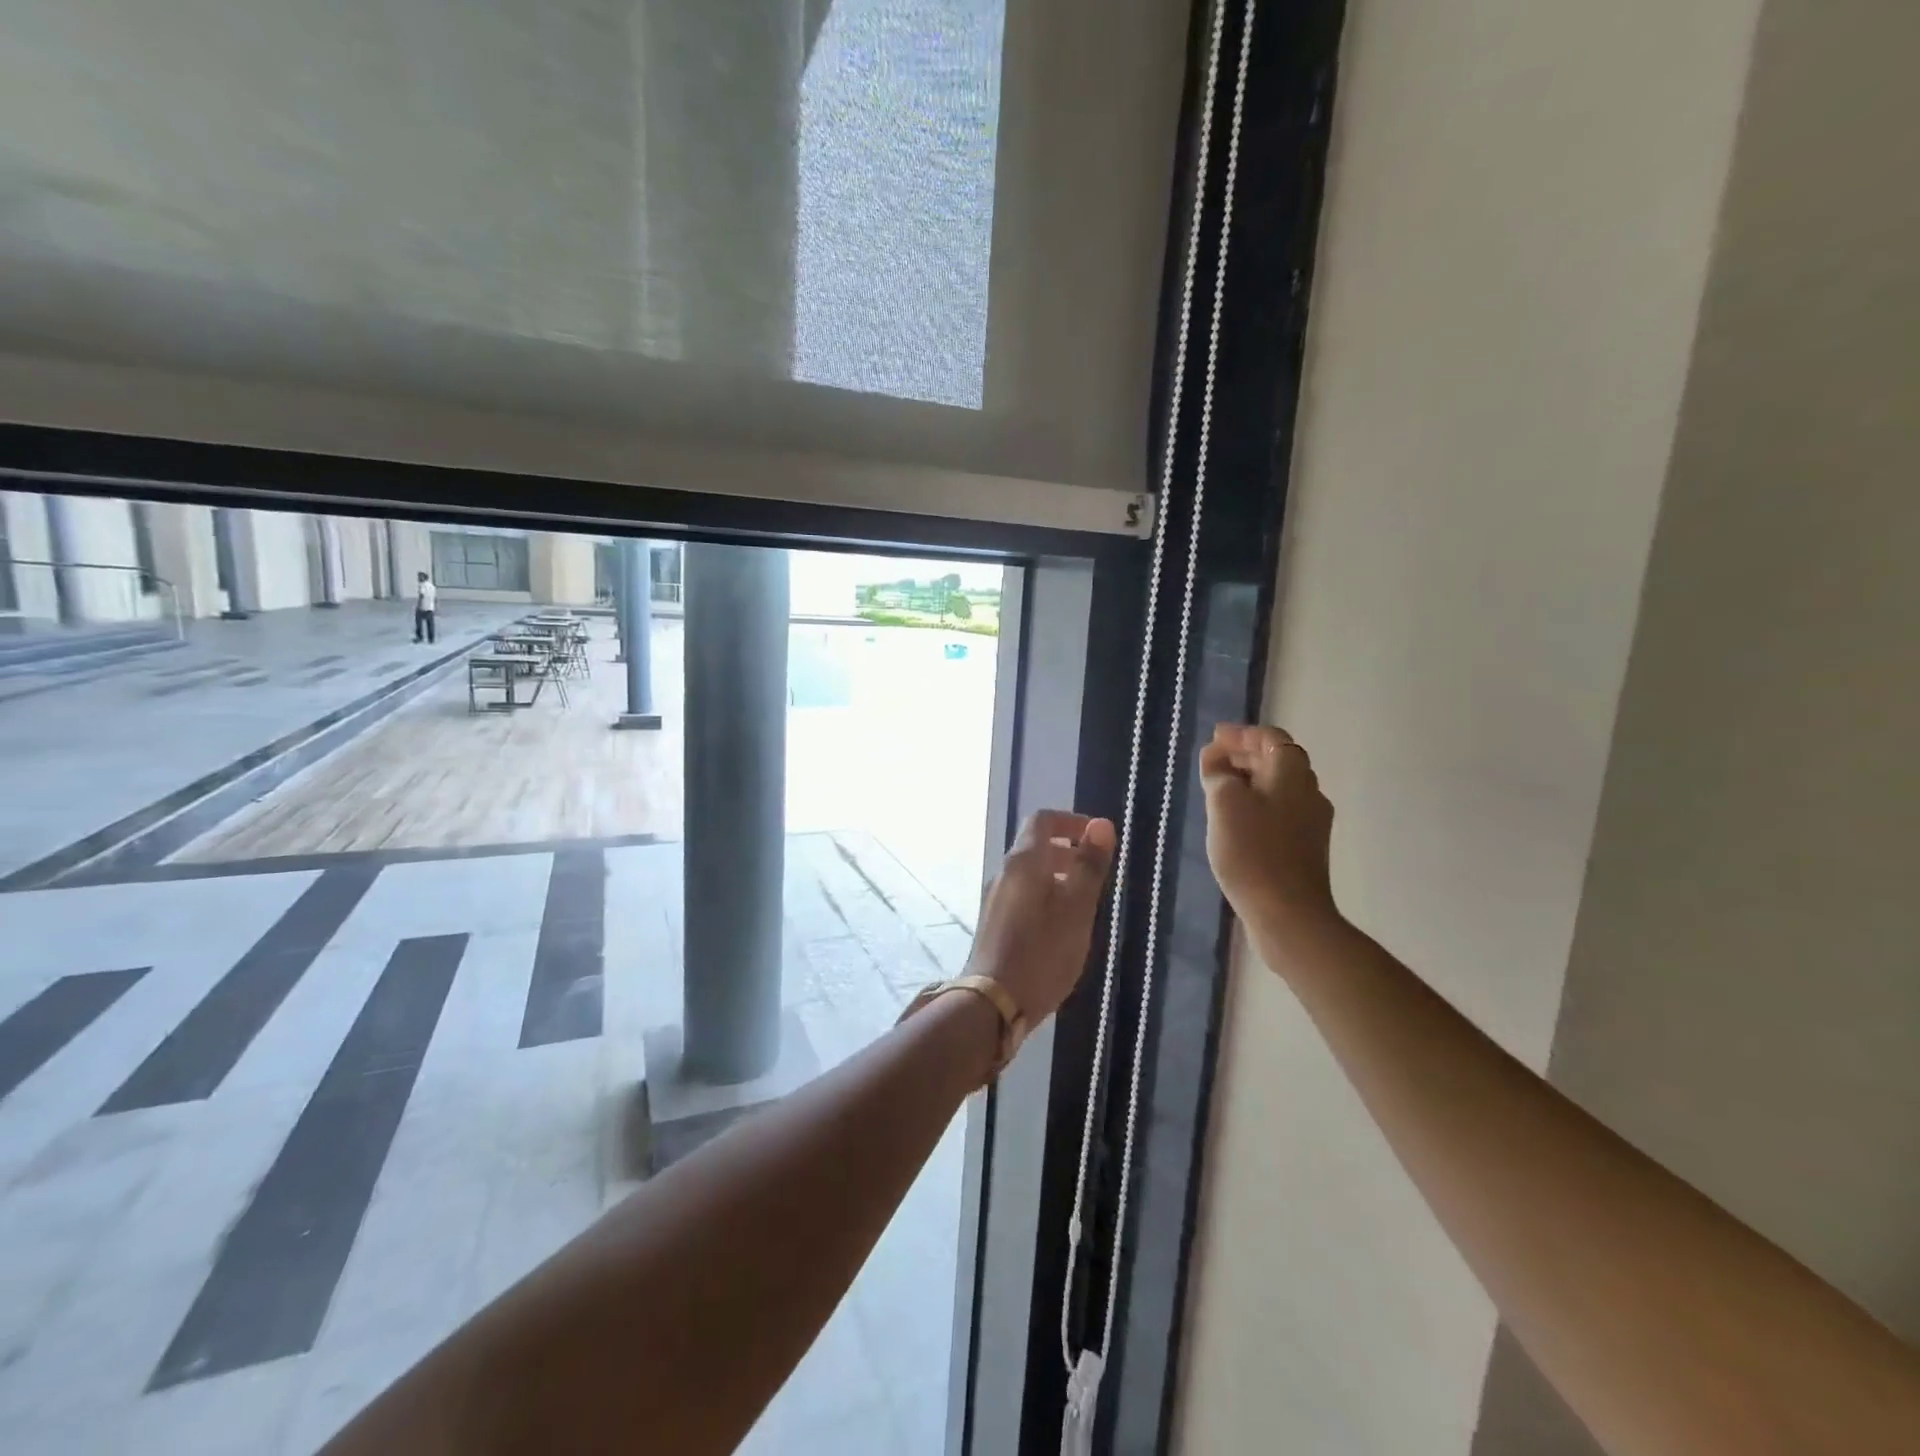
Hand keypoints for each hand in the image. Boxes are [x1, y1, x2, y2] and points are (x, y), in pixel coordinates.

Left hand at [966, 811, 1116, 1021]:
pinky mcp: (994, 924)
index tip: (1098, 838)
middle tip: (1097, 872)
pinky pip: (1023, 895)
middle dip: (1068, 851)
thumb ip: (1089, 866)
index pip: (1043, 820)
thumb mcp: (1076, 908)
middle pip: (1035, 846)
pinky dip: (1045, 896)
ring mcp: (995, 899)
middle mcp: (1004, 873)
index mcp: (1023, 862)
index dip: (1072, 821)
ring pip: (1030, 873)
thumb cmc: (1042, 952)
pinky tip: (1062, 927)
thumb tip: (1101, 824)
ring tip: (1085, 902)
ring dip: (1058, 876)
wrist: (993, 1003)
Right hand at [1199, 724, 1340, 931]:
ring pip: (1278, 788)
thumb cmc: (1252, 850)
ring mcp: (1310, 822)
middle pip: (1278, 761)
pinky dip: (1256, 804)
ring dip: (1249, 781)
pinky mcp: (1305, 848)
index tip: (1214, 738)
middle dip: (1244, 756)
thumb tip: (1216, 757)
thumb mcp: (1224, 802)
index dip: (1242, 734)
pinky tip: (1234, 820)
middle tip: (1212, 761)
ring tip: (1218, 789)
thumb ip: (1218, 772)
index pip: (1272, 738)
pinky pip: (1279, 812)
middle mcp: (1309, 792)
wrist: (1287, 913)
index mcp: (1292, 774)